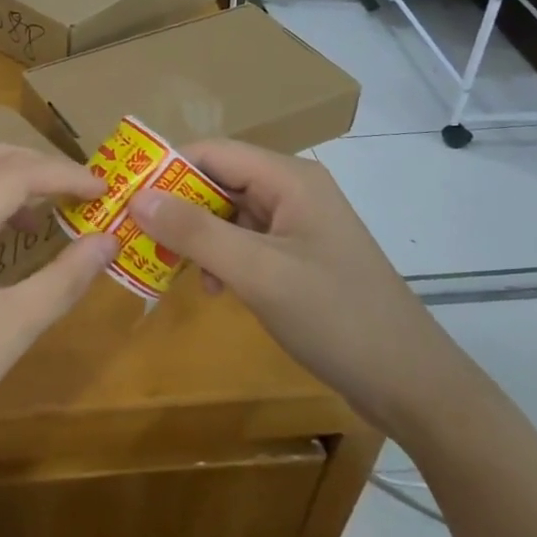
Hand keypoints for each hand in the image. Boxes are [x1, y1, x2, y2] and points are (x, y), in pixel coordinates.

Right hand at [127, 139, 467, 433]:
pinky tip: (211, 287)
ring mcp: (298, 223)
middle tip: (136, 235)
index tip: (123, 196)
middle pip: (219, 179)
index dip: (165, 168)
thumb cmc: (336, 318)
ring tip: (170, 266)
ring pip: (229, 212)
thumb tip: (137, 197)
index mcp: (289, 178)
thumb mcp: (258, 274)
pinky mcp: (299, 254)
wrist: (413, 384)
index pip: (212, 152)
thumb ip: (196, 232)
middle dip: (177, 205)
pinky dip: (220, 256)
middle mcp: (293, 189)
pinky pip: (245, 240)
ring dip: (197, 235)